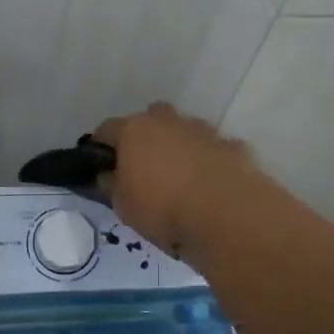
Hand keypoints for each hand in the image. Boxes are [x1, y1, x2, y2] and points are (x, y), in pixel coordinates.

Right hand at [92, 102, 258, 259]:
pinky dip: (208, 161)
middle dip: (145, 136)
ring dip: (179, 146)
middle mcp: (169, 122)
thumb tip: (108, 176)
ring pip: (185, 130)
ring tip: (179, 179)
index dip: (101, 146)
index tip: (101, 165)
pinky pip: (213, 149)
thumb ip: (113, 186)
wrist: (226, 214)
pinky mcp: (232, 146)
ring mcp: (203, 131)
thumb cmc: (163, 208)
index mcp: (135, 131)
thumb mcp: (123, 206)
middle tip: (143, 168)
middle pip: (151, 118)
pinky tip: (210, 187)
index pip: (107, 129)